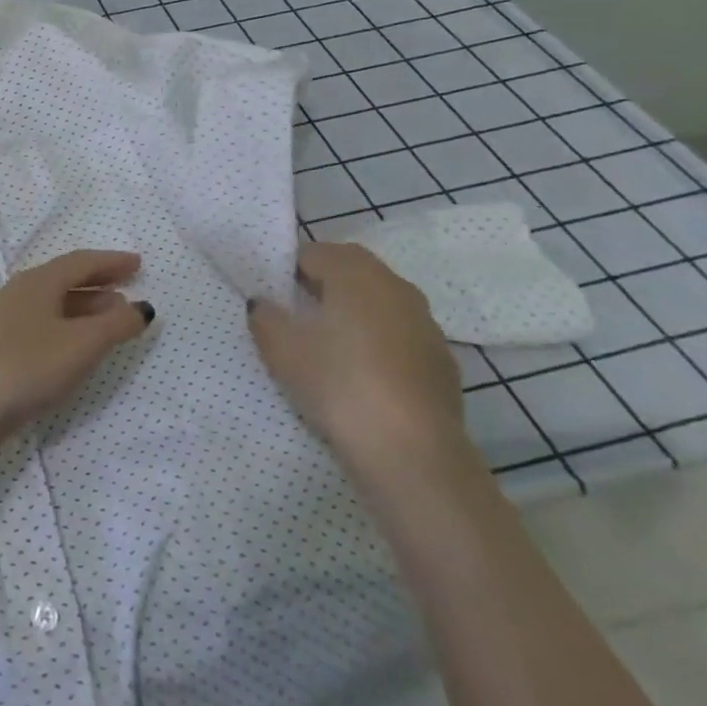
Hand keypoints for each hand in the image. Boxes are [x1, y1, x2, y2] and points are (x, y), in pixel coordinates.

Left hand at [0, 250, 154, 442]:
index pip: (81, 262)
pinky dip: (68, 325)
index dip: (111, 262)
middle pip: (65, 279)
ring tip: (112, 318)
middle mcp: (20, 292)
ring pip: (54, 303)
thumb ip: (116, 325)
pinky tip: (76, 345)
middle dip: (99, 283)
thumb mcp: (82, 344)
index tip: (138, 263)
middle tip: (128, 287)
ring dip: (85, 306)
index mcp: (39, 281)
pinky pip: (43, 322)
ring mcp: (5, 318)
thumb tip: (142, 307)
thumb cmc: (29, 365)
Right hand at [247, 242, 467, 484]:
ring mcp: (426, 325)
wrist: (412, 452)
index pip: (314, 253)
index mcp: (356, 273)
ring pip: (379, 306)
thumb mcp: (280, 348)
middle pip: (351, 273)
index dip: (287, 270)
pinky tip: (362, 378)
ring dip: (354, 316)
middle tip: (294, 317)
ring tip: (327, 348)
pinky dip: (379, 347)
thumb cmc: (338, 383)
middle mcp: (396, 287)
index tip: (271, 296)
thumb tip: (264, 303)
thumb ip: (265, 316)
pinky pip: (400, 339)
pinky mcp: (442, 363)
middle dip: (322, 287)